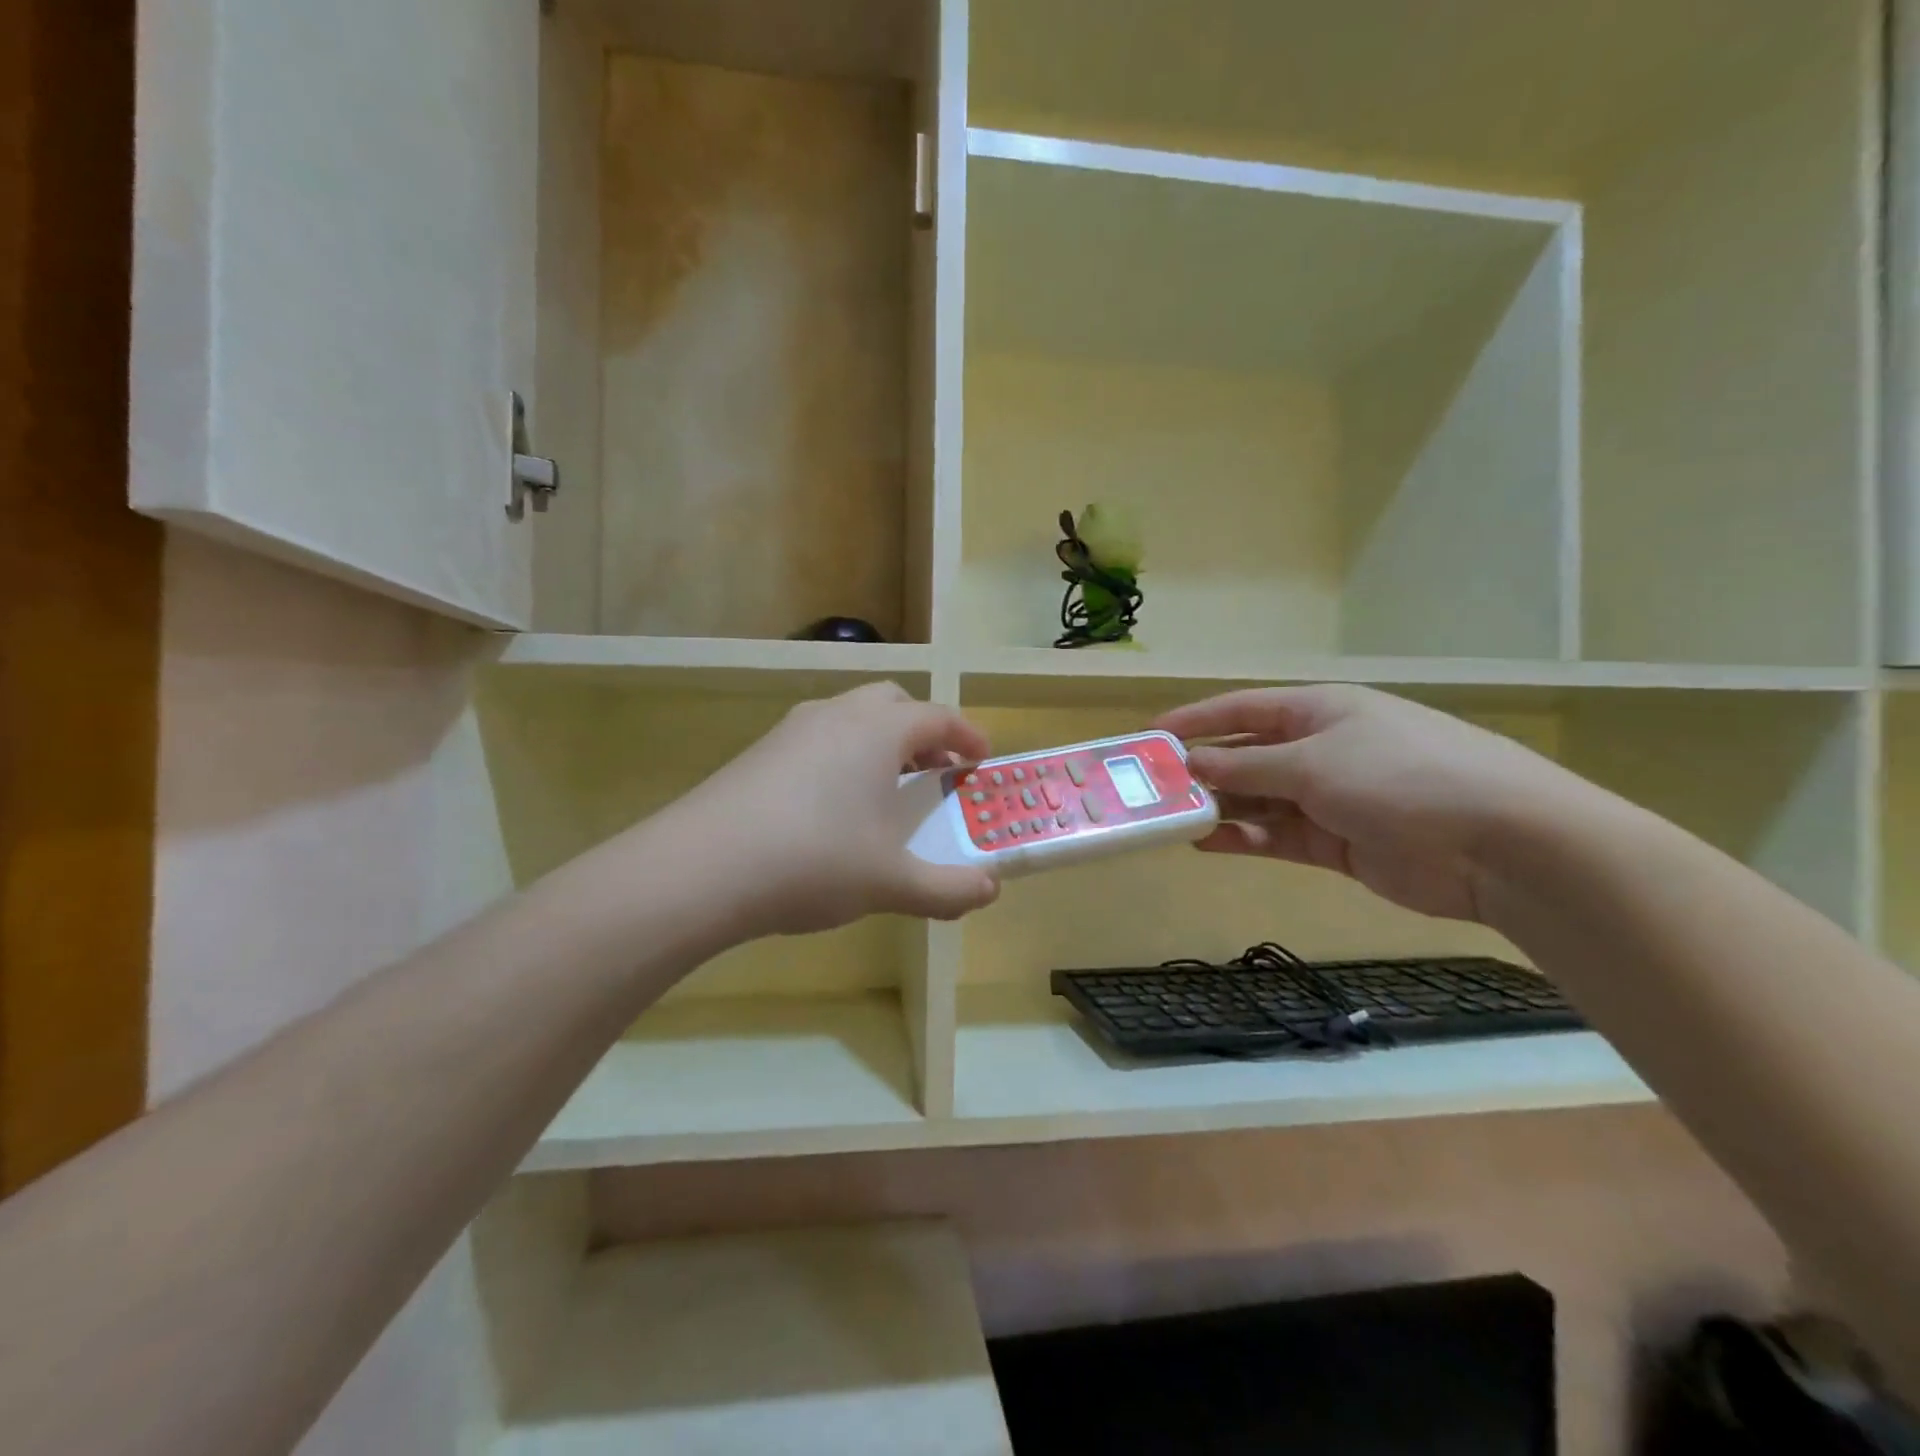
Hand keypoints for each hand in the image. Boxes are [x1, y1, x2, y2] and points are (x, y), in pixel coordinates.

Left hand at [665, 682, 1000, 935]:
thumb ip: (948, 889)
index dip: (968, 735)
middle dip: (922, 731)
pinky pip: (817, 738)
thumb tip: (990, 891)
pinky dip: (841, 756)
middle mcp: (837, 715)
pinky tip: (831, 807)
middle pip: (893, 703)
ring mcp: (792, 729)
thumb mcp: (892, 883)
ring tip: (885, 790)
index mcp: (878, 731)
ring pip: (850, 717)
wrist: (703, 868)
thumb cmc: (815, 861)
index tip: (982, 759)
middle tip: (935, 772)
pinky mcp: (759, 752)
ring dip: (879, 742)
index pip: (938, 717)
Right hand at [1156, 684, 1599, 922]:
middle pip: (1247, 754)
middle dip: (1203, 769)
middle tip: (1152, 788)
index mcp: (1319, 710)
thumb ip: (1247, 765)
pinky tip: (1208, 842)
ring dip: (1219, 806)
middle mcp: (1321, 748)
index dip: (1197, 719)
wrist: (1499, 844)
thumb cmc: (1401, 776)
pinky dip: (1245, 838)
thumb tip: (1191, 762)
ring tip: (1171, 818)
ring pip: (1259, 798)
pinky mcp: (1337, 843)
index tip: (1150, 736)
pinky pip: (1277, 835)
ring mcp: (1330, 797)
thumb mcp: (1314, 763)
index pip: (1243, 708)